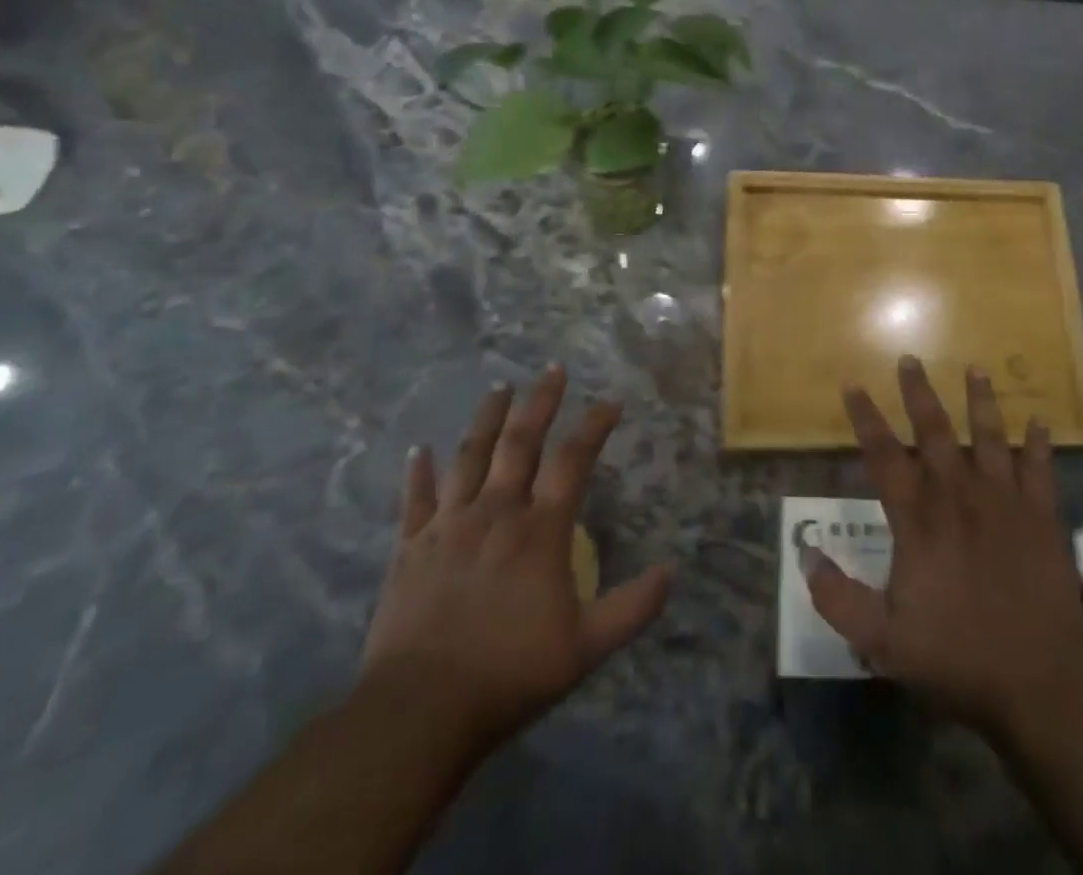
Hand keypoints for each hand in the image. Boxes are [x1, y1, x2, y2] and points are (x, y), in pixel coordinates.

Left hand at [360, 366, 671, 755]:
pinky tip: (419, 449)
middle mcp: (496, 512)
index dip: (594, 427)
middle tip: (552, 370)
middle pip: (520, 443)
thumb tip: (672, 571)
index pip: (573, 461)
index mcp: (540, 530)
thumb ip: (632, 608)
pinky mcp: (410, 548)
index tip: (610, 403)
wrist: (419, 711)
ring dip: (487, 419)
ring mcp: (449, 526)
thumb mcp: (586, 648)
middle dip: (540, 402)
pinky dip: (418, 472)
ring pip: (470, 457)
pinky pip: (415, 500)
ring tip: (499, 388)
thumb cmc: (509, 674)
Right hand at [805, 356, 1082, 741]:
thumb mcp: (883, 640)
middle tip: (910, 358)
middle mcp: (958, 495)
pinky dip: (1039, 443)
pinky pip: (1040, 468)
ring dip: (982, 400)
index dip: (865, 418)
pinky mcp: (1042, 515)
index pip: (884, 455)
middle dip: (919, 392)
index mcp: (919, 519)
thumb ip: (839, 599)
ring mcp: (1004, 501)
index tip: (853, 383)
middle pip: (935, 431)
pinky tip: (1040, 421)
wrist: (1041, 680)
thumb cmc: (958, 656)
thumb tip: (806, 556)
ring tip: (977, 368)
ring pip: (990, 436)